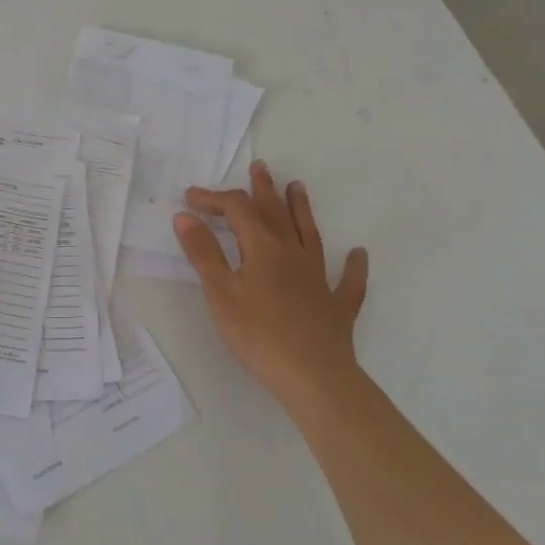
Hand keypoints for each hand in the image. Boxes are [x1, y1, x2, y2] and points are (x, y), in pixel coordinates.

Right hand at [173, 161, 369, 409]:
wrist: (313, 377)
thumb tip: (186, 216)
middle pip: (277, 214)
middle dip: (264, 190)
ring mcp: (319, 280)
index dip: (214, 199)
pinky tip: (358, 255)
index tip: (191, 198)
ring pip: (310, 236)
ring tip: (298, 187)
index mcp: (263, 250)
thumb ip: (203, 253)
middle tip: (260, 167)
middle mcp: (293, 255)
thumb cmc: (258, 335)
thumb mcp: (220, 293)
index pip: (238, 211)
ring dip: (302, 210)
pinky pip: (348, 282)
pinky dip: (353, 267)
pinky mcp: (337, 307)